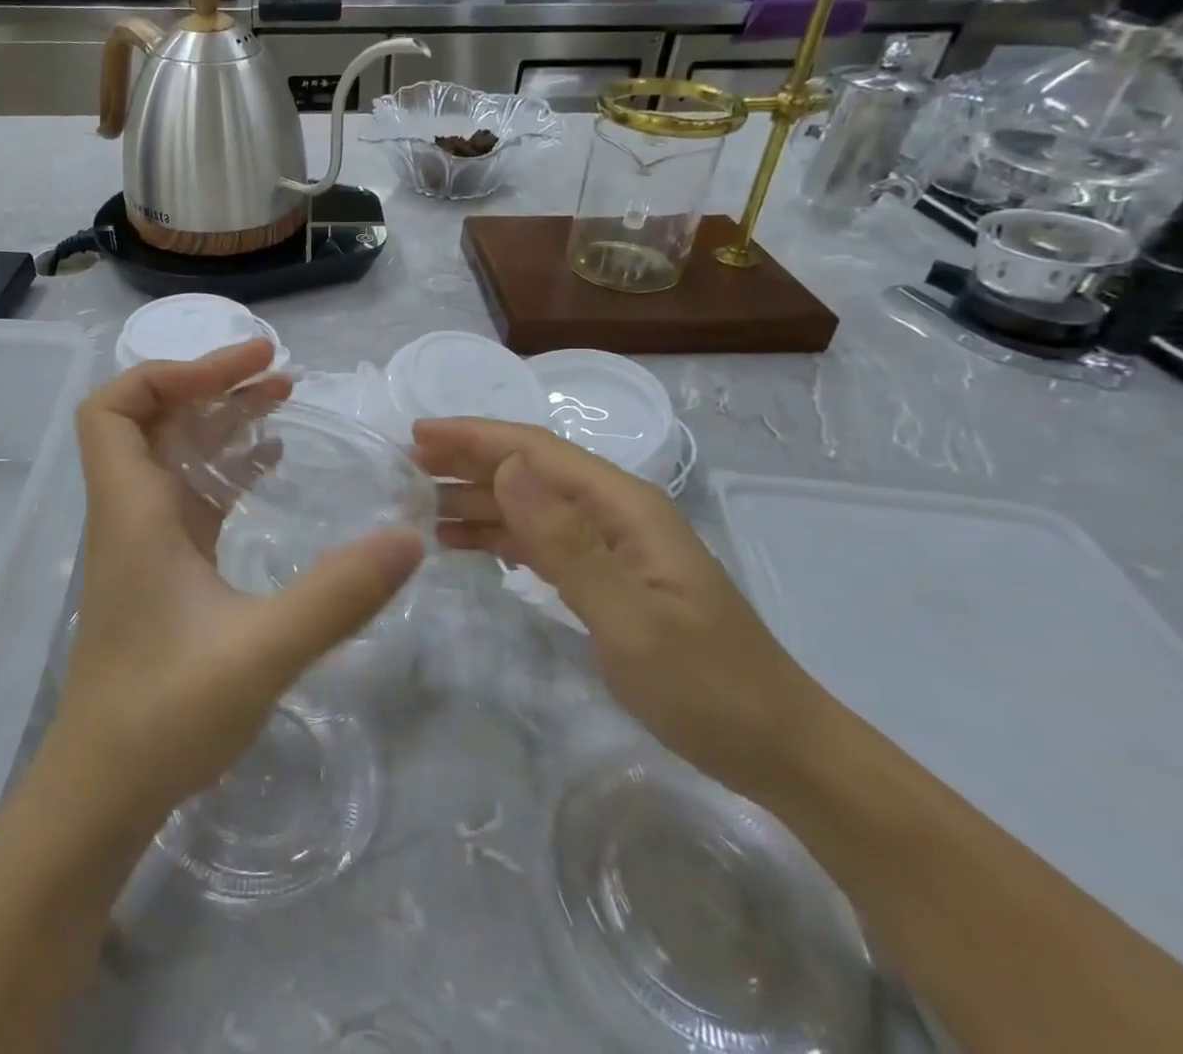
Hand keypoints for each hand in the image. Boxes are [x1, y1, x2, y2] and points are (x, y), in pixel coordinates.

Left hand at [54, 340, 424, 829]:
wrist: (104, 791)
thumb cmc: (164, 715)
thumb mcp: (261, 652)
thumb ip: (336, 596)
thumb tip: (409, 538)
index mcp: (134, 512)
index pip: (114, 409)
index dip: (167, 372)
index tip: (239, 370)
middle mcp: (132, 513)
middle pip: (151, 418)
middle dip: (209, 383)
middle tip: (278, 368)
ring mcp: (147, 540)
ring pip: (173, 453)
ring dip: (221, 420)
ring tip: (283, 397)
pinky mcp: (165, 567)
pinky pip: (192, 493)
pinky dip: (228, 466)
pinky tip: (271, 465)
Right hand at [413, 417, 817, 795]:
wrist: (778, 750)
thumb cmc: (707, 687)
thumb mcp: (631, 618)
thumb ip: (566, 542)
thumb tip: (507, 468)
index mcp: (623, 505)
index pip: (536, 451)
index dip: (474, 437)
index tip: (418, 433)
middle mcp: (613, 512)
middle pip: (529, 469)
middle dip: (467, 461)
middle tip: (405, 467)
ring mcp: (610, 544)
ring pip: (528, 504)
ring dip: (475, 499)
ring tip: (418, 505)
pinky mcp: (604, 575)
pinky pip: (538, 540)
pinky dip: (496, 535)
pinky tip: (461, 542)